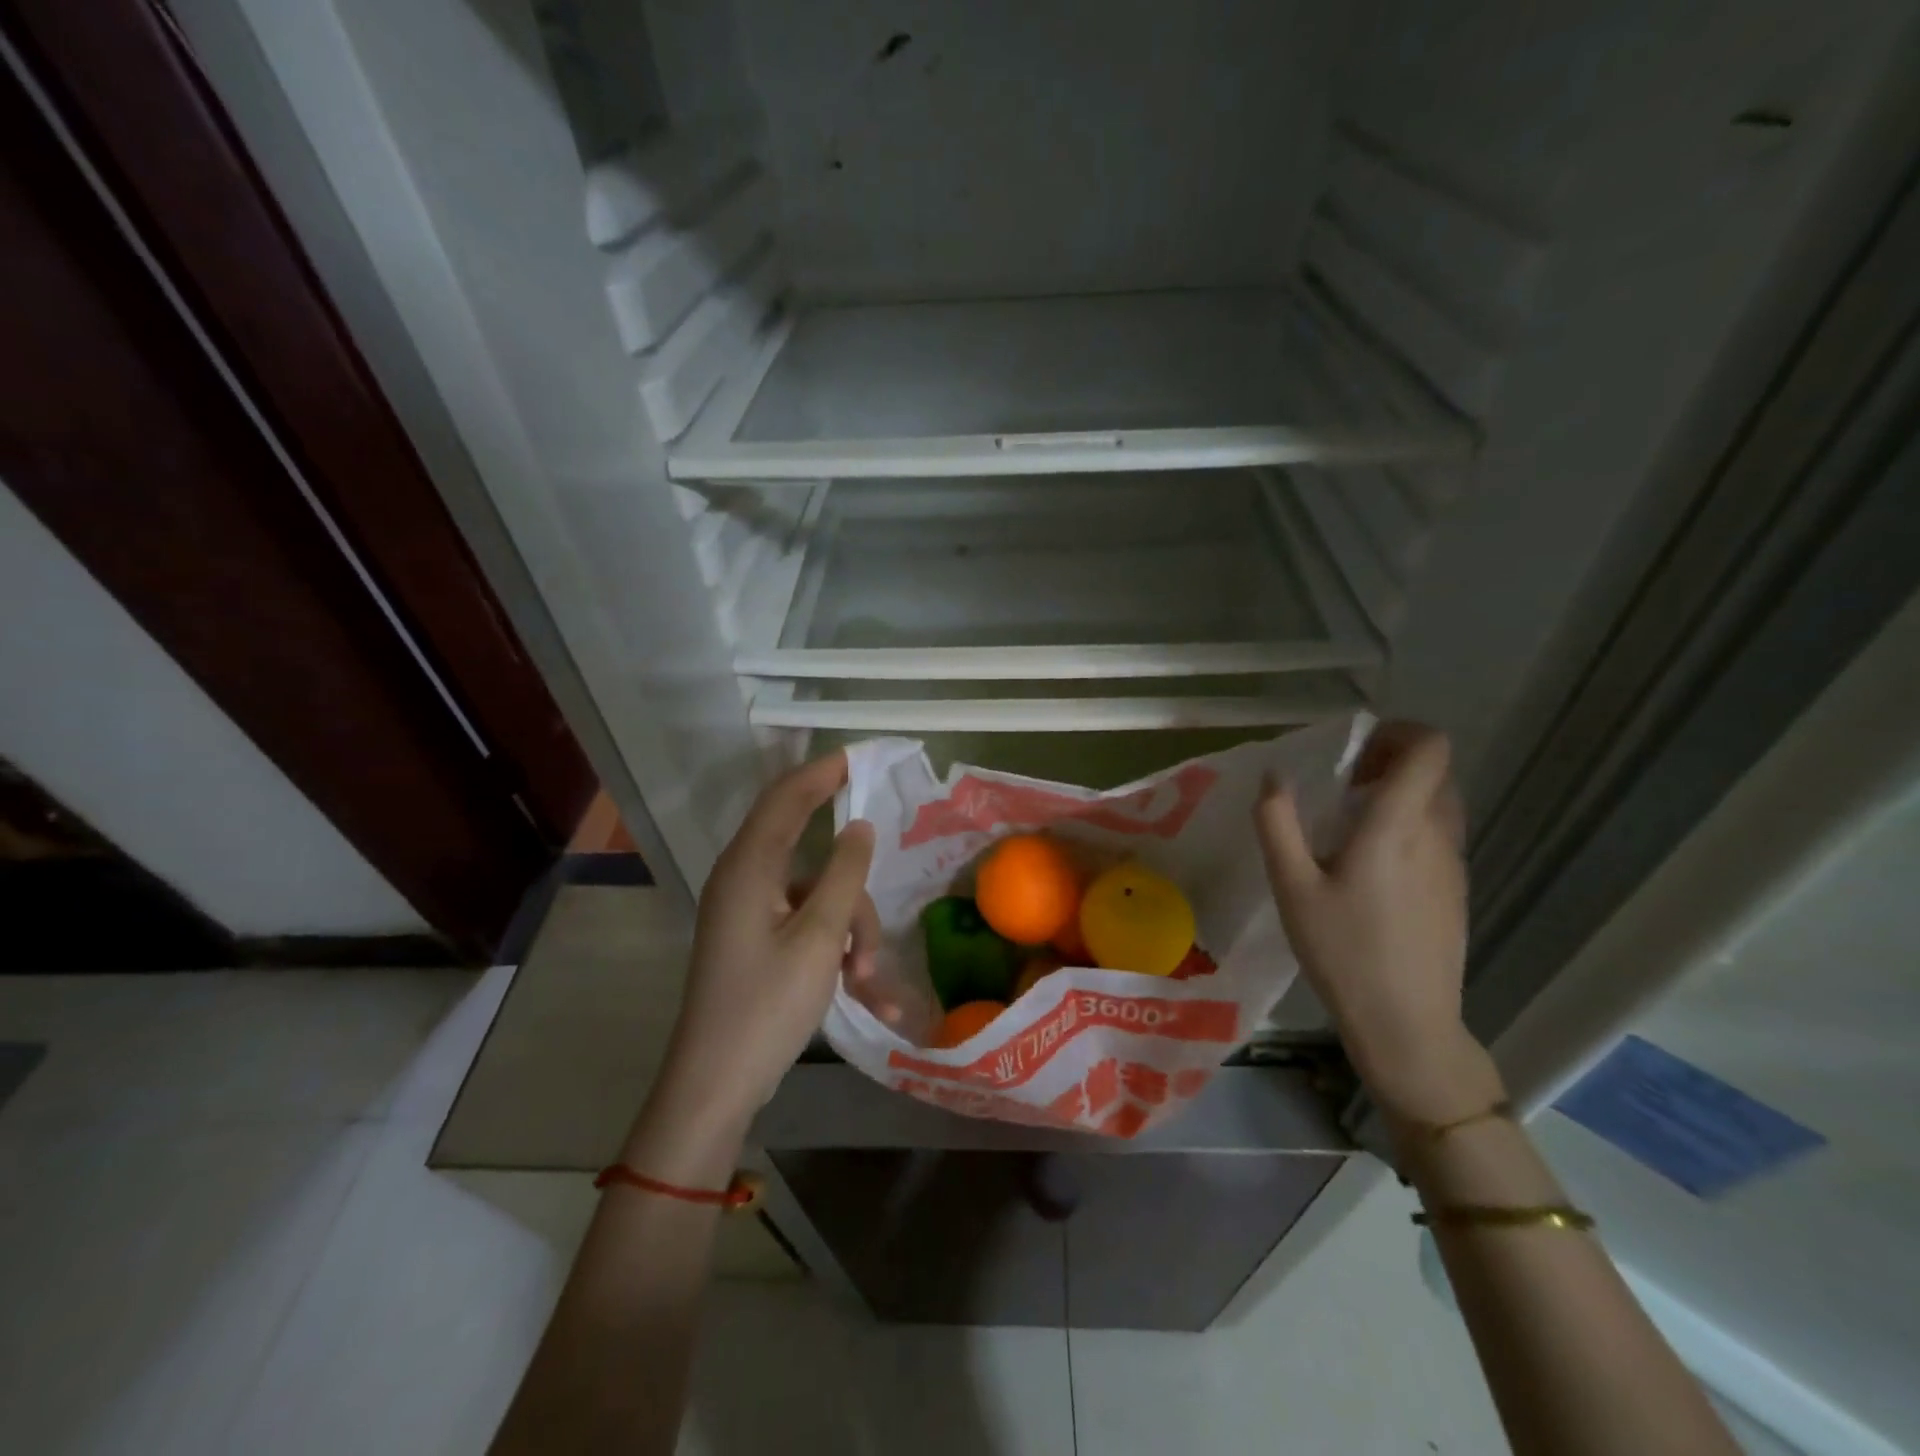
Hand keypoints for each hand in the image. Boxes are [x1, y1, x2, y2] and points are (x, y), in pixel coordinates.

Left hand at [653, 752, 878, 1137]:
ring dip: (851, 931)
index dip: (822, 772)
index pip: (786, 798)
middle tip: (876, 923)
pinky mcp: (757, 943)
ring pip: (818, 897)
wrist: (715, 1086)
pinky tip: (867, 996)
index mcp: (749, 868)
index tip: (861, 758)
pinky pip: (808, 929)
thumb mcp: (819, 938)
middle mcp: (744, 881)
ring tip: (869, 981)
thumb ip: (844, 874)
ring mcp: (750, 914)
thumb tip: (860, 826)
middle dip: (852, 889)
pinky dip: (836, 951)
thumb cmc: (767, 1005)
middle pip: (811, 856)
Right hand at [1254, 721, 1498, 1123]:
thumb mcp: (1291, 886)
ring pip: (1439, 802)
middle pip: (1436, 770)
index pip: (1430, 747)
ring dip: (1401, 793)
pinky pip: (1439, 833)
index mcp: (1397, 826)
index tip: (1354, 750)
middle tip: (1343, 783)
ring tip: (1352, 821)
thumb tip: (1274, 776)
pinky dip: (1410, 824)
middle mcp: (1436, 835)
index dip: (1398, 732)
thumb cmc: (1342, 951)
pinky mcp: (1456, 889)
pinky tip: (1370, 864)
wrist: (1407, 1022)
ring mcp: (1454, 864)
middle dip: (1391, 761)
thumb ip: (1277, 823)